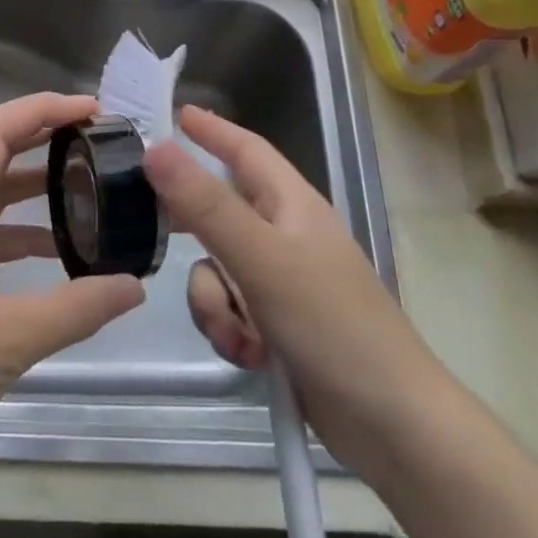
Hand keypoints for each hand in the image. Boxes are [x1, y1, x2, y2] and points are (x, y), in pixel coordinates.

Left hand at [0, 92, 146, 473]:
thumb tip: (133, 284)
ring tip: (89, 186)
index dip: (41, 109)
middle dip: (44, 137)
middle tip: (97, 138)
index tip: (90, 109)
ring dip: (36, 186)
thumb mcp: (7, 340)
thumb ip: (75, 309)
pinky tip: (58, 253)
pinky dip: (24, 233)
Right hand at [144, 105, 450, 476]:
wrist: (390, 424)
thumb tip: (156, 148)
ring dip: (214, 301)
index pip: (246, 150)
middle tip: (147, 219)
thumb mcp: (261, 258)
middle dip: (192, 224)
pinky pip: (229, 310)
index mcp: (292, 205)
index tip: (175, 114)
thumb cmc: (331, 324)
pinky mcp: (277, 325)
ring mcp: (281, 282)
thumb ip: (205, 204)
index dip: (212, 130)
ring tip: (238, 332)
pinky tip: (250, 356)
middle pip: (221, 211)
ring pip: (217, 269)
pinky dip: (230, 330)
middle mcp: (285, 235)